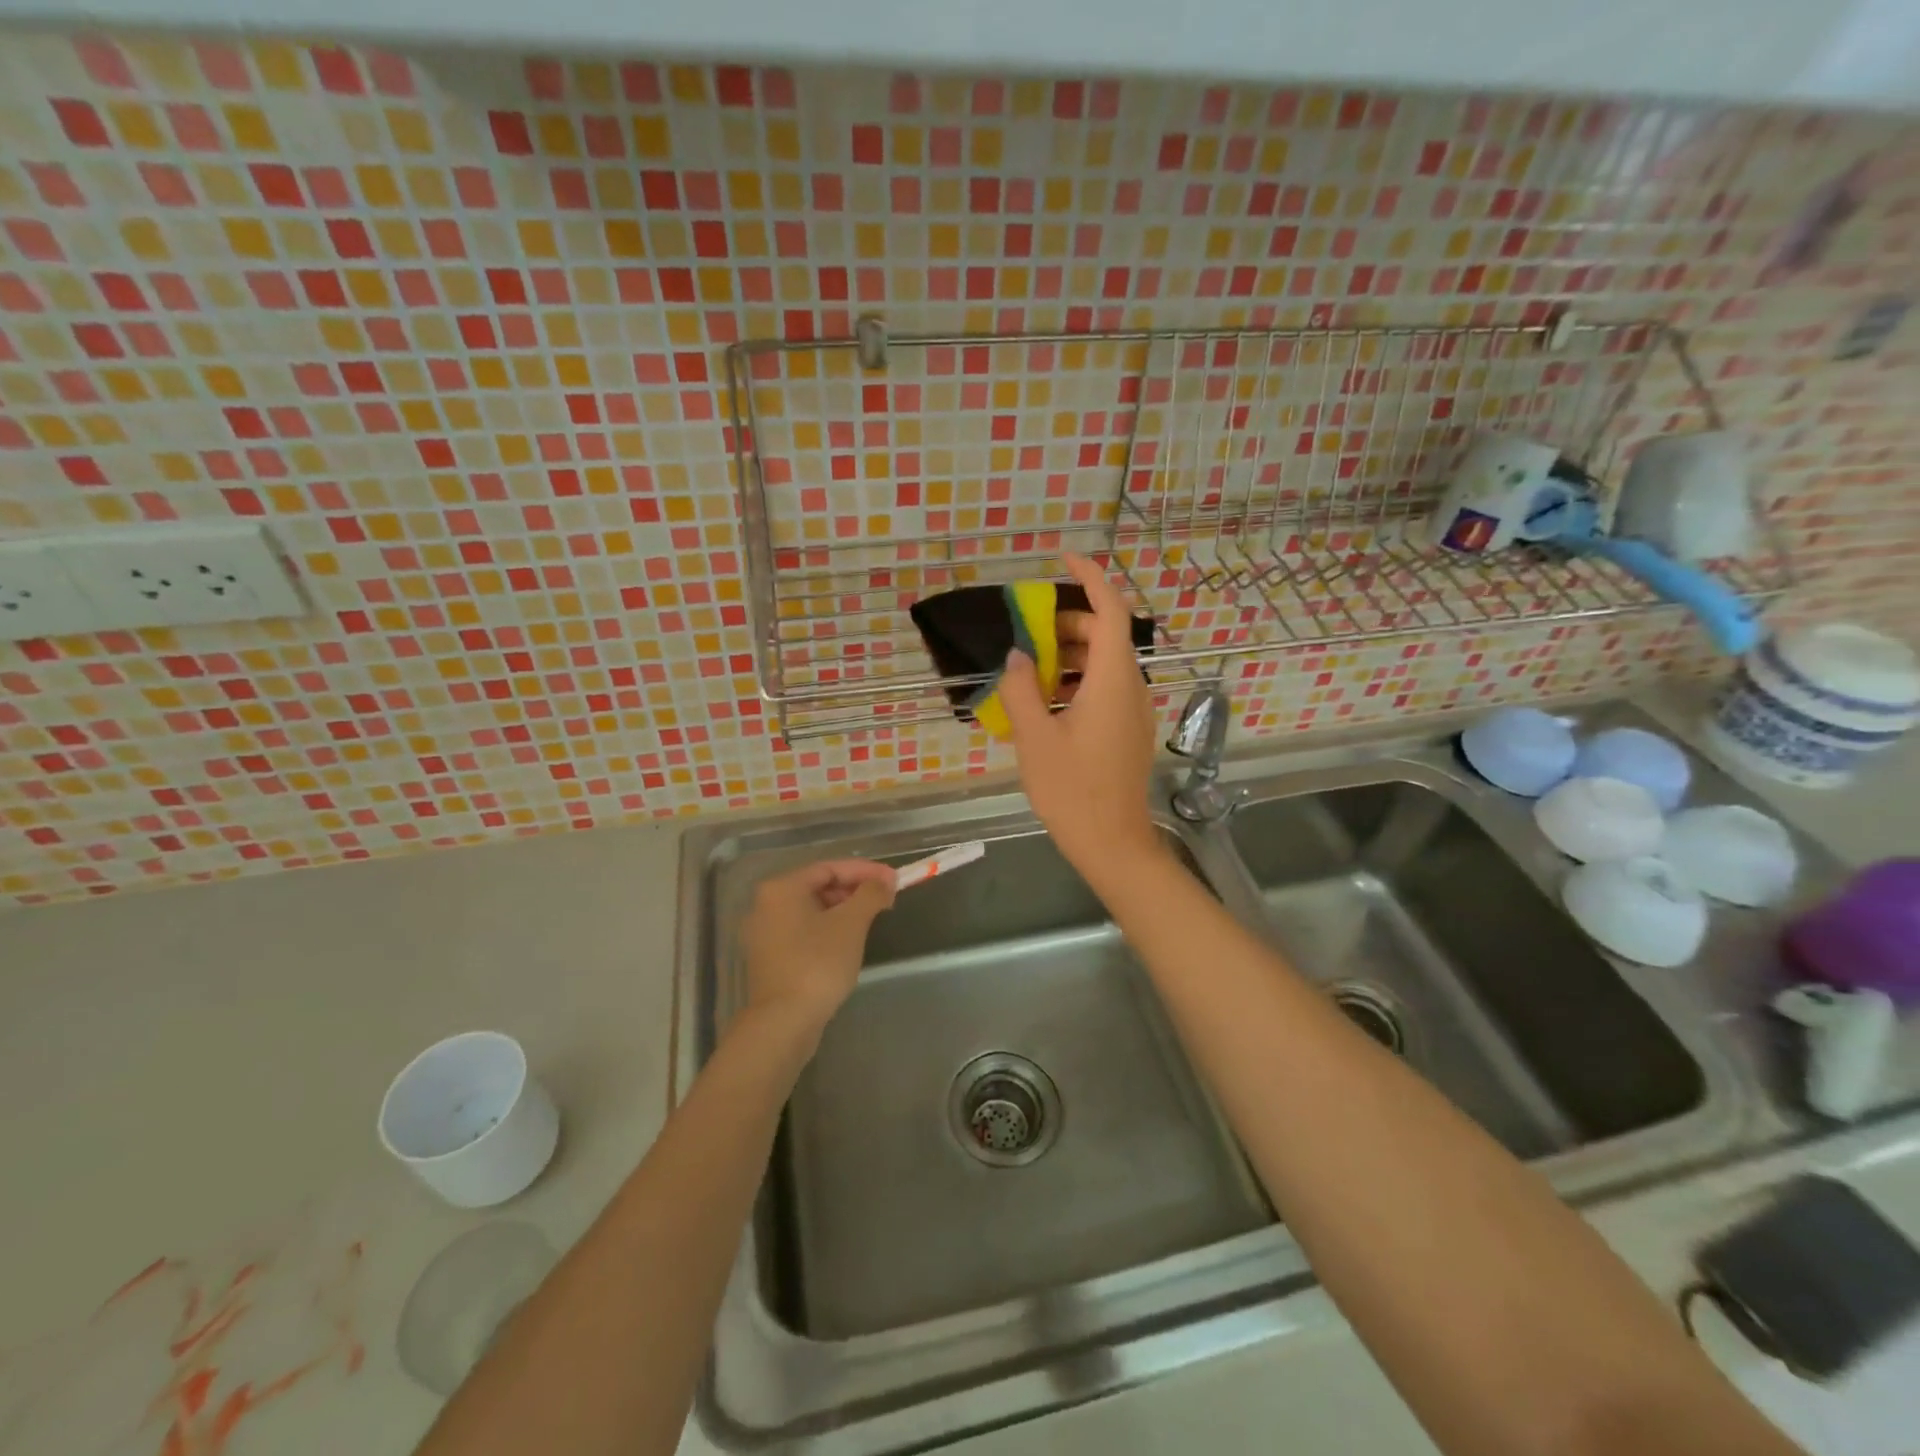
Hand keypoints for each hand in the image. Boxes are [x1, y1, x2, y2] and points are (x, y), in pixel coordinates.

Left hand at [740, 860, 895, 1031]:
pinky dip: (827, 928)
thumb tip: (885, 881)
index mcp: (782, 888)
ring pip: (811, 909)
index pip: (830, 867)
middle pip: (818, 886)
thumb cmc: (818, 963)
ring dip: (843, 909)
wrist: (783, 1022)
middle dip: (855, 889)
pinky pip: (803, 930)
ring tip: (872, 919)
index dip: (865, 870)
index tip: (894, 879)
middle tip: (885, 899)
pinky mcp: (769, 957)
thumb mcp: (851, 924)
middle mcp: (766, 904)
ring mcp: (764, 933)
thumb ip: (870, 894)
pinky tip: (848, 941)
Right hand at [999, 554, 1163, 883]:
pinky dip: (1078, 681)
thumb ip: (1022, 689)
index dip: (1091, 577)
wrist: (1112, 843)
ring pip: (1105, 664)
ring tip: (1031, 672)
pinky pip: (1106, 689)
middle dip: (1068, 625)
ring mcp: (1134, 711)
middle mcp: (1132, 687)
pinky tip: (1047, 705)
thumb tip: (1018, 657)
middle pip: (1106, 635)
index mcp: (1114, 680)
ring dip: (1070, 656)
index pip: (1111, 610)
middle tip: (1028, 635)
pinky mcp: (1129, 730)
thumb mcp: (1034, 737)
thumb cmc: (1072, 789)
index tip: (1063, 558)